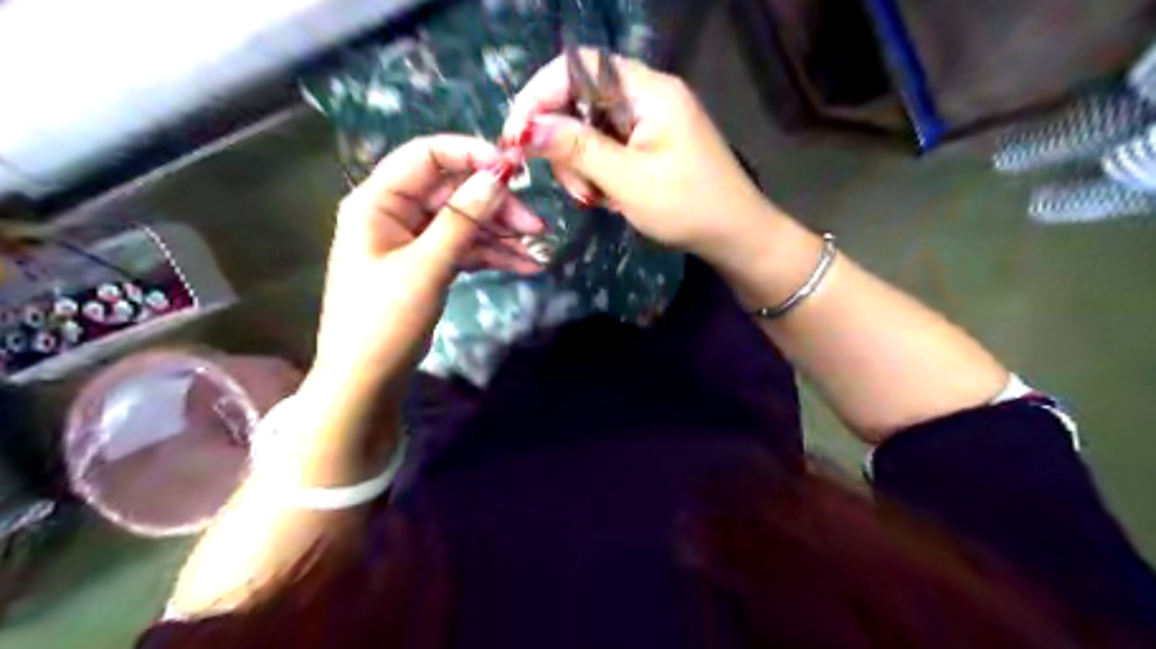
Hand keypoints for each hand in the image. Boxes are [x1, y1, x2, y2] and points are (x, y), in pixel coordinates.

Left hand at [313, 134, 545, 390]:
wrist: (367, 379)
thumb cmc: (384, 320)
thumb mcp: (425, 268)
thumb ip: (461, 220)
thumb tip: (497, 177)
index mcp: (379, 201)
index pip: (426, 156)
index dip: (471, 154)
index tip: (514, 169)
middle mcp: (396, 212)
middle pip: (454, 191)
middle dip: (496, 206)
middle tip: (536, 225)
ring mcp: (415, 239)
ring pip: (465, 221)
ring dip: (501, 233)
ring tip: (537, 249)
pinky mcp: (429, 263)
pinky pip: (466, 248)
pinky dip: (493, 255)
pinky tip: (524, 264)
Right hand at [505, 47, 775, 264]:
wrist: (736, 236)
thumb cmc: (688, 208)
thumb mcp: (628, 181)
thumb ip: (578, 149)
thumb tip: (525, 128)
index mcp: (649, 91)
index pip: (579, 67)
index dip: (541, 95)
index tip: (517, 136)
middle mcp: (648, 95)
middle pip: (581, 100)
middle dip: (565, 143)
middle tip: (574, 188)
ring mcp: (649, 120)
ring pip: (590, 128)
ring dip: (580, 165)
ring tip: (595, 200)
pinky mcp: (649, 143)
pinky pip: (607, 147)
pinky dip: (597, 172)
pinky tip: (607, 197)